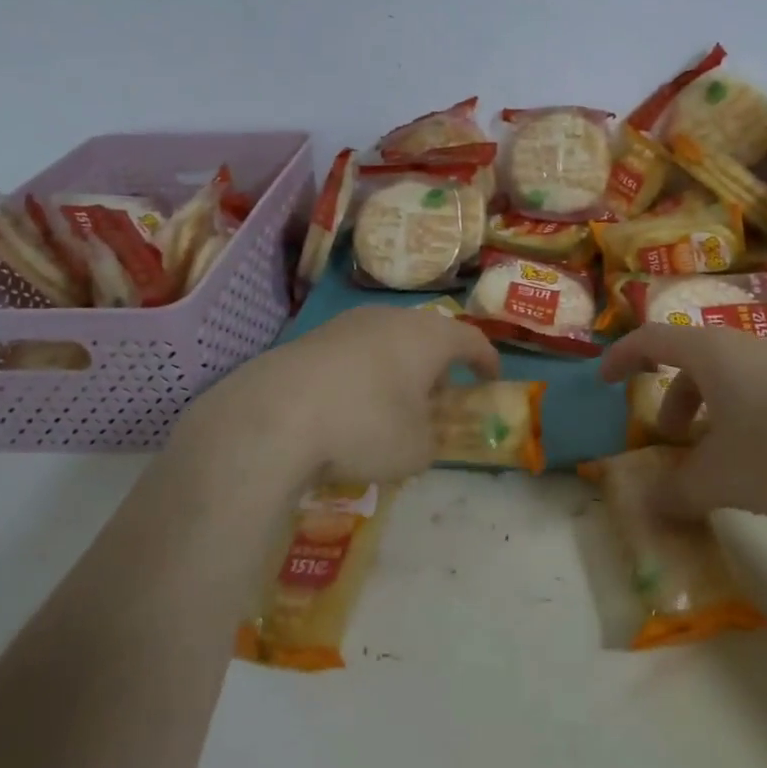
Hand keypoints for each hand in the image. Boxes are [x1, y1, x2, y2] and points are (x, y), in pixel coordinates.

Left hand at [171, 306, 499, 496]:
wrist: (275, 413)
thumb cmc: (366, 425)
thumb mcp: (416, 449)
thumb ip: (431, 439)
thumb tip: (422, 433)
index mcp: (429, 336)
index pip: (471, 340)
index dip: (486, 360)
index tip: (491, 378)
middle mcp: (392, 318)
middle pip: (426, 336)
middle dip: (436, 366)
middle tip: (438, 396)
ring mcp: (348, 324)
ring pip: (387, 341)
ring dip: (397, 369)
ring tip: (392, 404)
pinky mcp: (312, 338)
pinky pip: (353, 353)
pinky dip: (362, 375)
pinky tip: (348, 406)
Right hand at [600, 324, 766, 523]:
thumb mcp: (721, 478)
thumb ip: (676, 491)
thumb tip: (645, 505)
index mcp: (713, 353)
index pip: (652, 339)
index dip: (622, 357)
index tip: (604, 380)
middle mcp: (747, 347)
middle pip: (693, 360)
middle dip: (672, 398)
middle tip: (670, 439)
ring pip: (730, 378)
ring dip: (709, 411)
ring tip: (716, 458)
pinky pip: (762, 391)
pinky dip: (742, 416)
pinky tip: (763, 460)